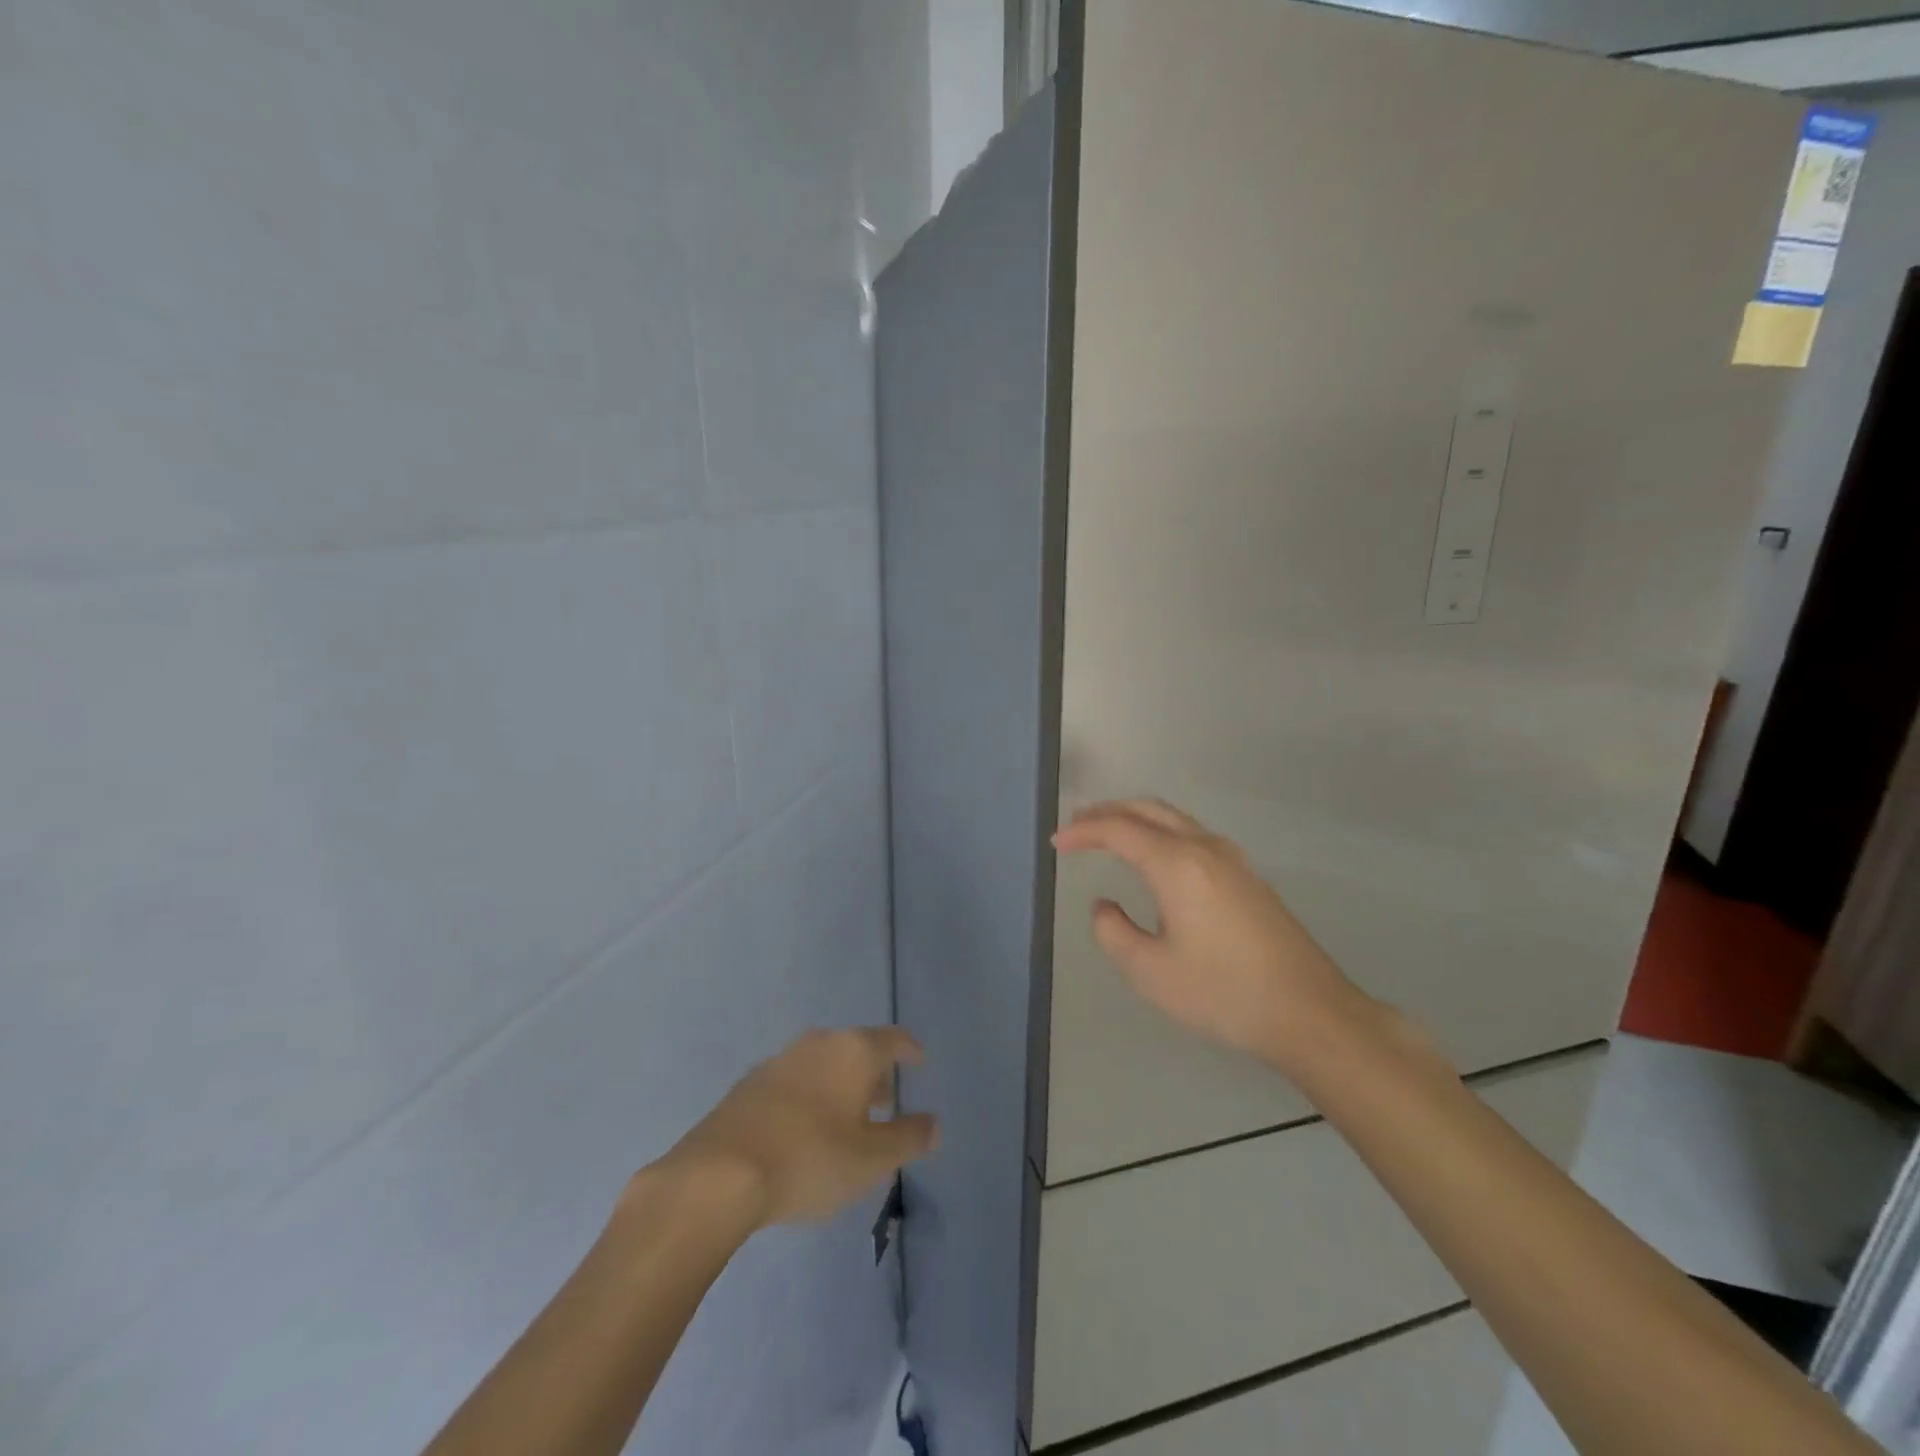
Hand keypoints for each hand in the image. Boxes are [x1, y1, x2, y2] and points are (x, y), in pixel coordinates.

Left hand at [656, 1028, 938, 1227]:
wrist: (718, 1175)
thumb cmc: (810, 1160)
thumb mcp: (871, 1160)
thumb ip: (908, 1138)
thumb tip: (934, 1124)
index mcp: (854, 1050)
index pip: (893, 1039)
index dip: (910, 1050)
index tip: (919, 1062)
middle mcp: (819, 1043)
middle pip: (857, 1048)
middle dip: (874, 1073)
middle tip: (885, 1102)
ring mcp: (780, 1059)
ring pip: (824, 1063)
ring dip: (840, 1085)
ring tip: (846, 1120)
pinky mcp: (750, 1084)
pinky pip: (795, 1080)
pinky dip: (810, 1096)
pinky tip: (804, 1130)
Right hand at [1053, 800, 1370, 1069]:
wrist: (1309, 1013)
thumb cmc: (1222, 992)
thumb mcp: (1150, 971)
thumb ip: (1112, 932)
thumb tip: (1104, 906)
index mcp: (1177, 864)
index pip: (1118, 830)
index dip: (1082, 833)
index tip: (1055, 844)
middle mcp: (1204, 848)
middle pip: (1148, 810)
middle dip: (1108, 812)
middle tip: (1076, 824)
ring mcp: (1231, 860)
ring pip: (1174, 819)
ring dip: (1136, 818)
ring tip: (1108, 833)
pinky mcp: (1247, 877)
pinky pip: (1192, 835)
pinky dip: (1160, 832)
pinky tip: (1154, 857)